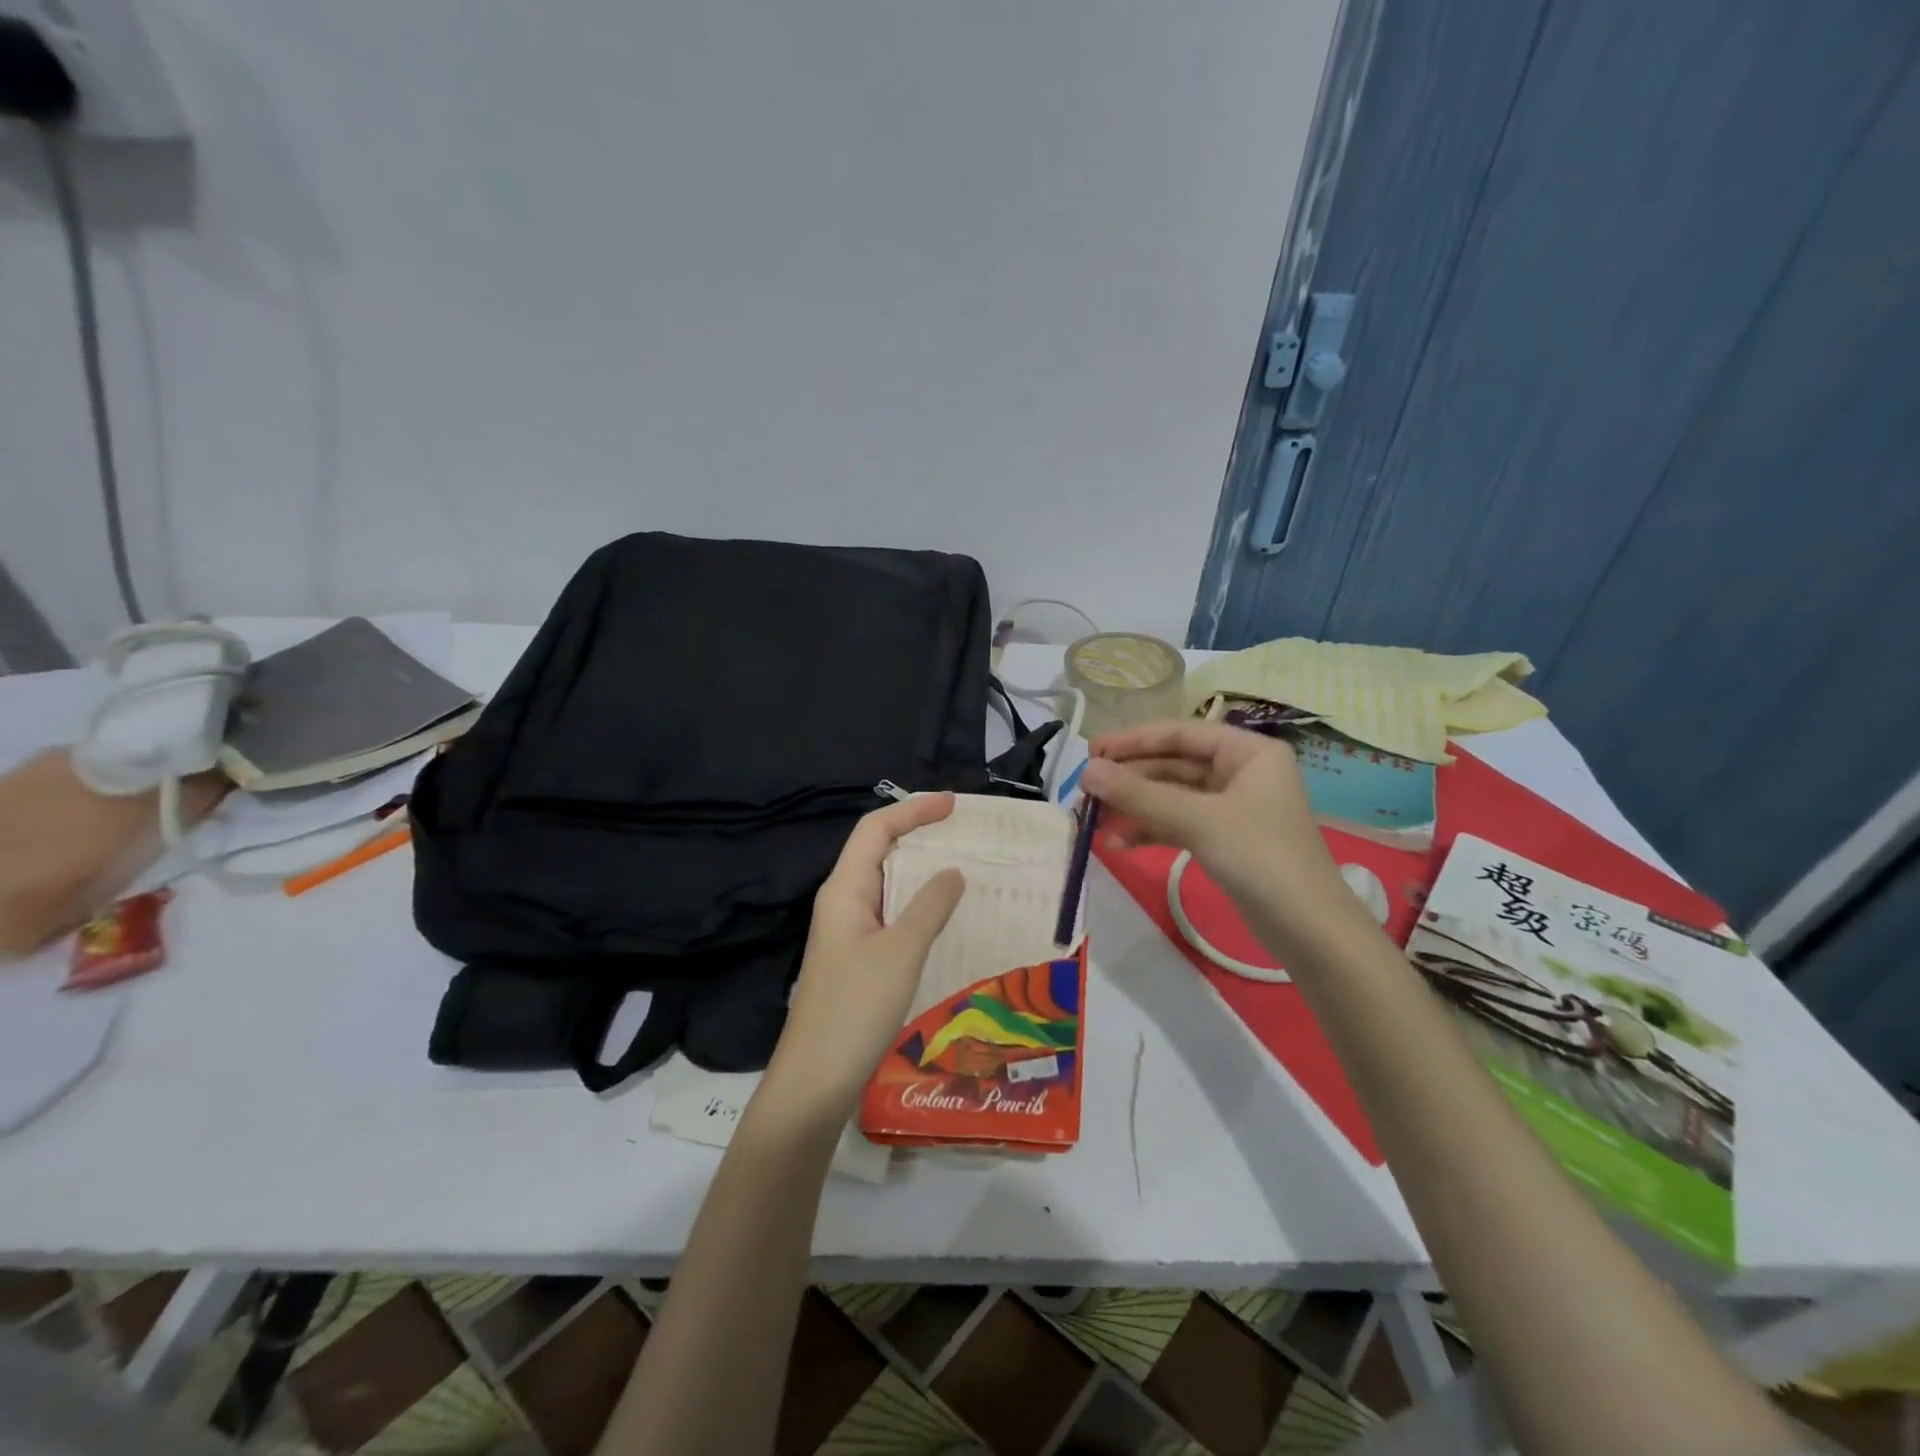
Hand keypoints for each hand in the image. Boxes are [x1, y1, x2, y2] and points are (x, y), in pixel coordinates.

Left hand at [763, 794, 966, 1129]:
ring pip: (886, 883)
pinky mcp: (856, 958)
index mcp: (844, 889)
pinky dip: (917, 903)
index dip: (913, 811)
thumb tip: (953, 871)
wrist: (815, 1081)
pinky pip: (890, 913)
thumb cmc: (855, 1009)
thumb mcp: (900, 953)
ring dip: (920, 869)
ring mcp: (847, 931)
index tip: (954, 805)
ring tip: (963, 865)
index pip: (875, 829)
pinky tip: (943, 915)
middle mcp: (842, 901)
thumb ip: (929, 907)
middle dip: (918, 833)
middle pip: (878, 850)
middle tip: (964, 832)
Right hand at [1081, 721, 1342, 912]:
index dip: (1132, 741)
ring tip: (1094, 821)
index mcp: (1248, 752)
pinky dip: (1150, 830)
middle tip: (1085, 791)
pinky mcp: (1224, 839)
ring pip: (1172, 796)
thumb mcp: (1196, 820)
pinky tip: (1118, 843)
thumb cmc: (1260, 858)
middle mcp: (1241, 771)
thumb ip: (1139, 794)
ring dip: (1135, 806)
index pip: (1179, 733)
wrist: (1309, 931)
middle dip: (1129, 778)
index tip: (1090, 752)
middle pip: (1173, 764)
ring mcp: (1233, 807)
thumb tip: (1086, 771)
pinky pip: (1178, 823)